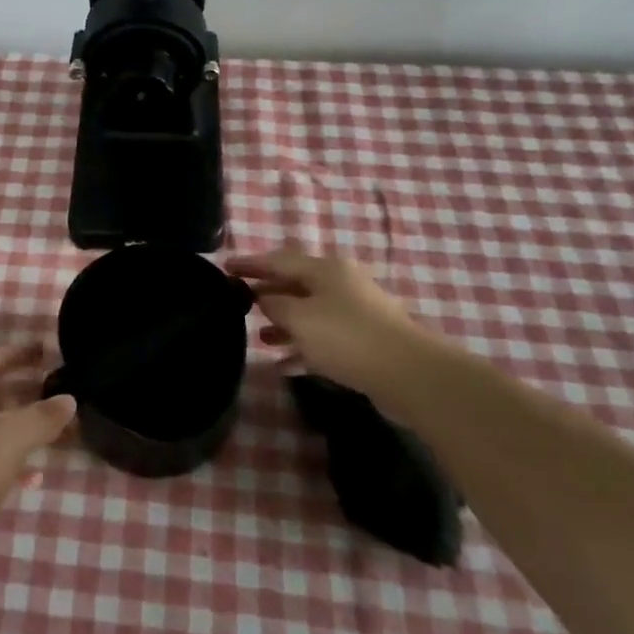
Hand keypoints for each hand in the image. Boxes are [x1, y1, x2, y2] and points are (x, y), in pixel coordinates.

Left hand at [0, 342, 76, 555]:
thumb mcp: (5, 444)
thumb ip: (38, 419)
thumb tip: (69, 399)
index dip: (17, 353)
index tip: (47, 350)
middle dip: (27, 390)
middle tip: (61, 390)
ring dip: (24, 426)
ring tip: (58, 430)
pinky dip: (13, 461)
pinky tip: (37, 475)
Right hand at [226, 247, 450, 410]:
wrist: (408, 374)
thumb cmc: (346, 337)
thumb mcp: (299, 317)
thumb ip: (274, 304)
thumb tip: (263, 298)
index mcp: (325, 269)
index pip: (278, 260)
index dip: (250, 263)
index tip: (224, 266)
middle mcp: (340, 285)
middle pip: (295, 285)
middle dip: (267, 293)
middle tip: (239, 302)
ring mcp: (355, 314)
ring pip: (309, 314)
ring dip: (283, 325)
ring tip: (258, 338)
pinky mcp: (364, 343)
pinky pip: (323, 341)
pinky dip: (302, 349)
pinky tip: (283, 365)